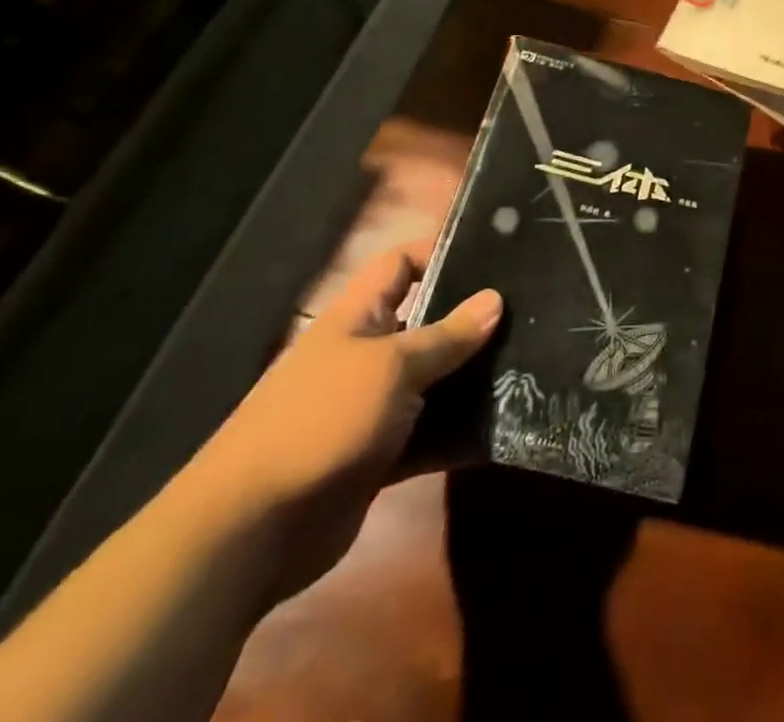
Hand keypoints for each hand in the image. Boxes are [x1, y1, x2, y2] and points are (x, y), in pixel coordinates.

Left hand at [185, 242, 499, 603]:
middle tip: (530, 311)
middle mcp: (365, 354)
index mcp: (357, 317)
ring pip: (433, 380)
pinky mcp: (379, 454)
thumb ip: (447, 335)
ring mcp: (371, 407)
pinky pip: (429, 432)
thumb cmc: (322, 420)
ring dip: (472, 378)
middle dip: (472, 319)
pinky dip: (459, 430)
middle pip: (426, 321)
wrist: (251, 532)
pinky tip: (504, 425)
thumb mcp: (391, 367)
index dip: (441, 251)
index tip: (494, 253)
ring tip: (532, 363)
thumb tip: (495, 298)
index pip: (401, 264)